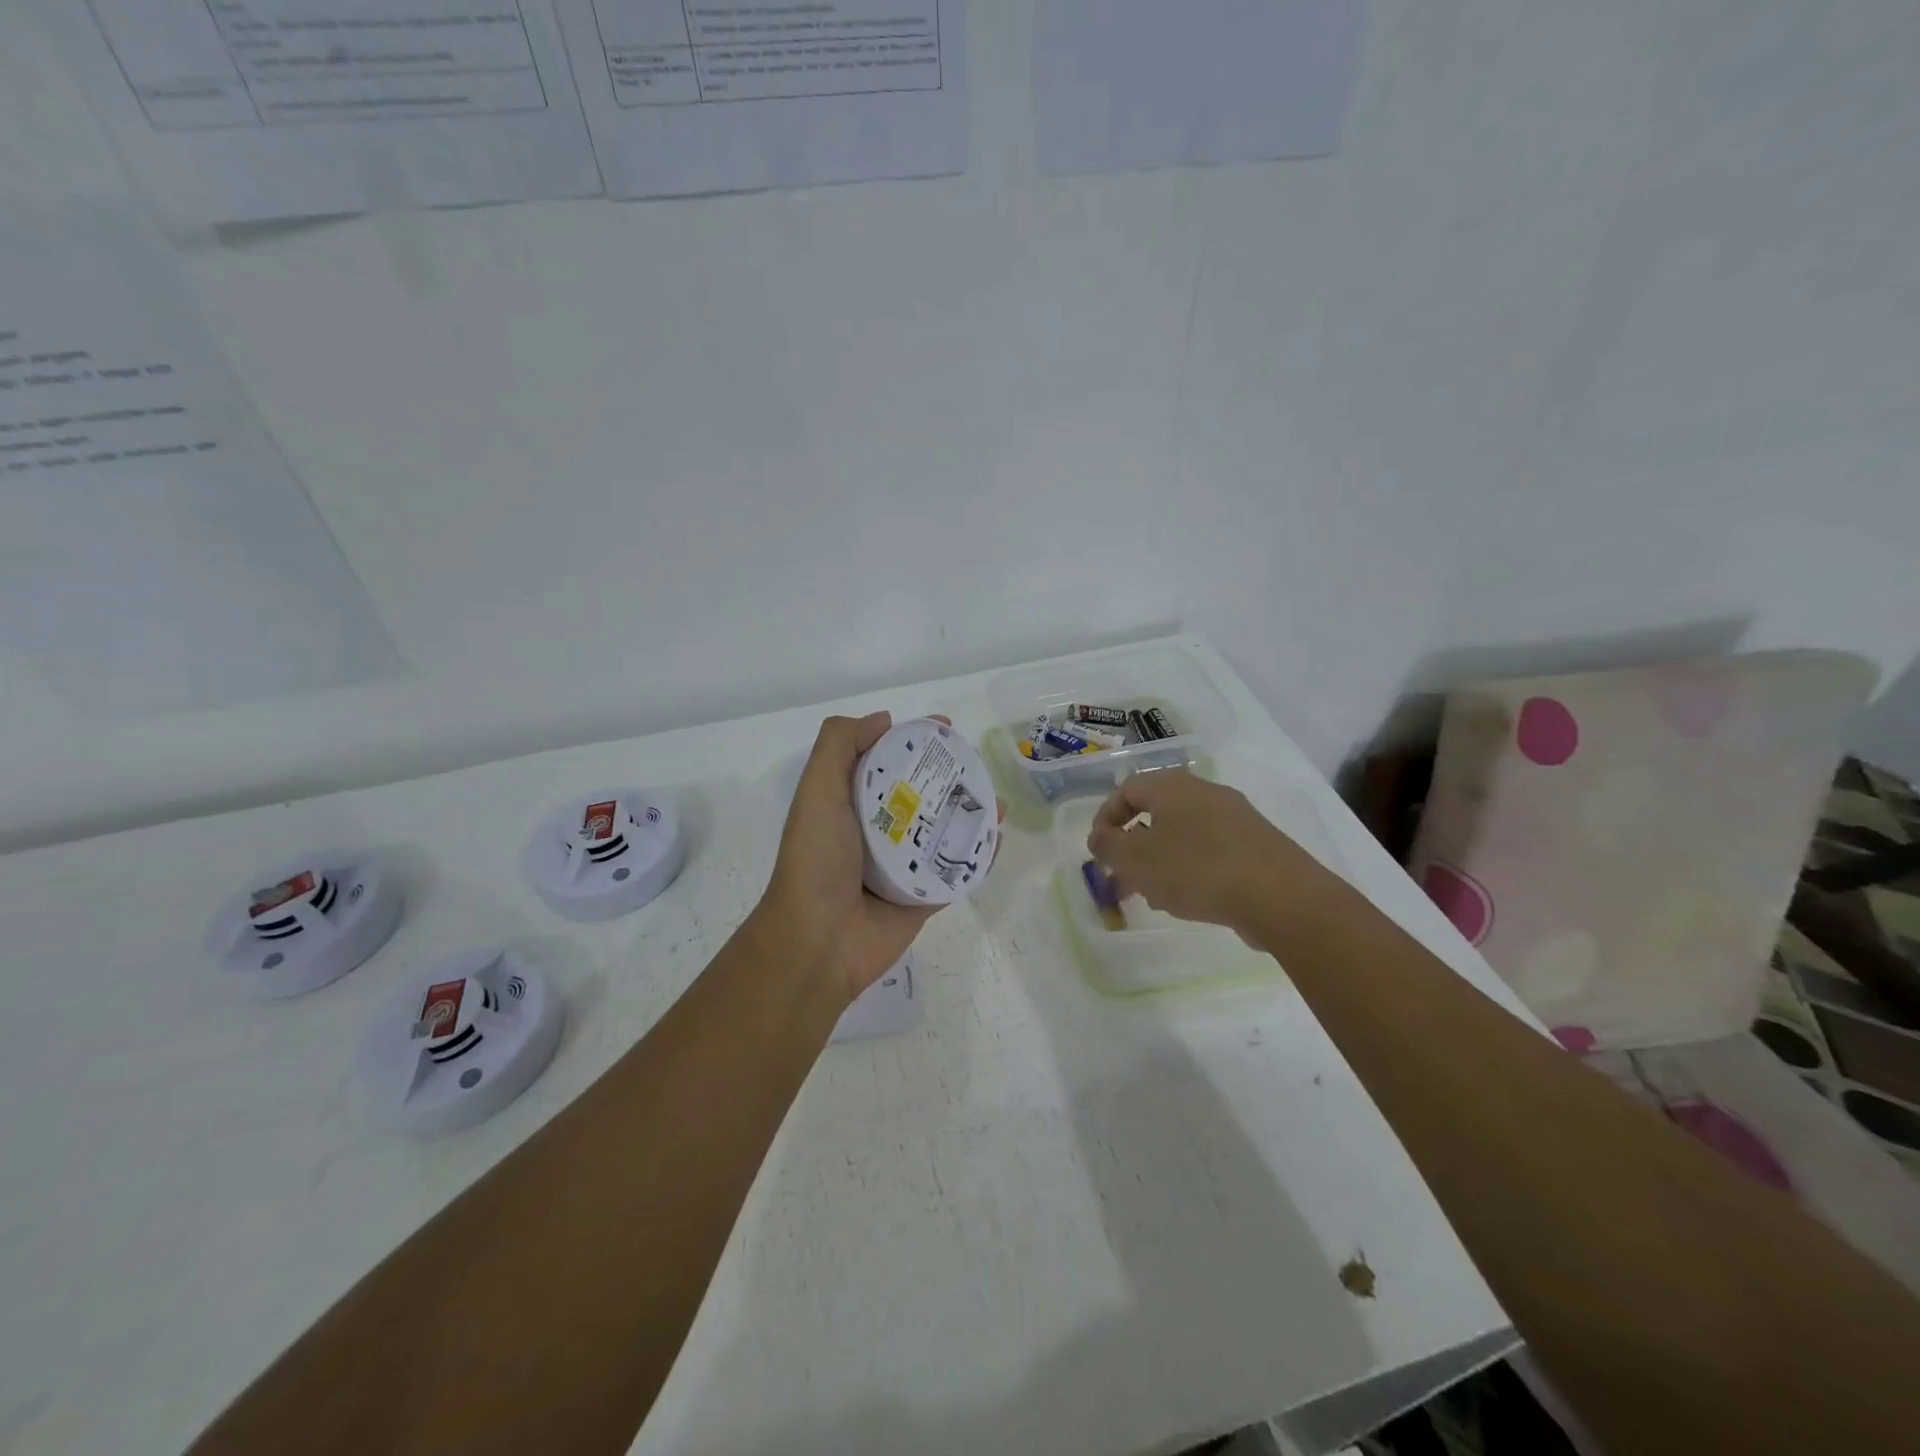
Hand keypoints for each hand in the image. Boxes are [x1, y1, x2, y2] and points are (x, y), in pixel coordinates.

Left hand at [761, 712, 1001, 1004]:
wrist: (819, 940)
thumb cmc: (817, 858)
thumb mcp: (818, 790)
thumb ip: (840, 745)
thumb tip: (884, 720)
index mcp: (852, 804)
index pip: (889, 761)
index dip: (915, 741)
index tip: (945, 728)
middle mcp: (878, 830)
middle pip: (923, 793)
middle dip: (952, 776)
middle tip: (978, 763)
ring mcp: (903, 865)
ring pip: (945, 830)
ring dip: (972, 813)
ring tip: (997, 800)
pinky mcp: (923, 897)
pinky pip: (957, 871)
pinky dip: (978, 855)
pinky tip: (997, 838)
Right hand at [1086, 769, 1323, 936]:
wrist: (1280, 896)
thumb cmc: (1196, 870)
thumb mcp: (1135, 860)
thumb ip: (1107, 846)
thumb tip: (1100, 837)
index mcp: (1172, 786)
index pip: (1126, 789)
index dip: (1105, 818)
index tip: (1098, 850)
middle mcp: (1204, 791)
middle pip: (1155, 813)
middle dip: (1133, 847)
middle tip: (1122, 877)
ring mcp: (1235, 816)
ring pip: (1182, 834)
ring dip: (1160, 861)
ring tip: (1153, 896)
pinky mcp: (1256, 843)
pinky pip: (1210, 850)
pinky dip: (1190, 869)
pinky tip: (1190, 900)